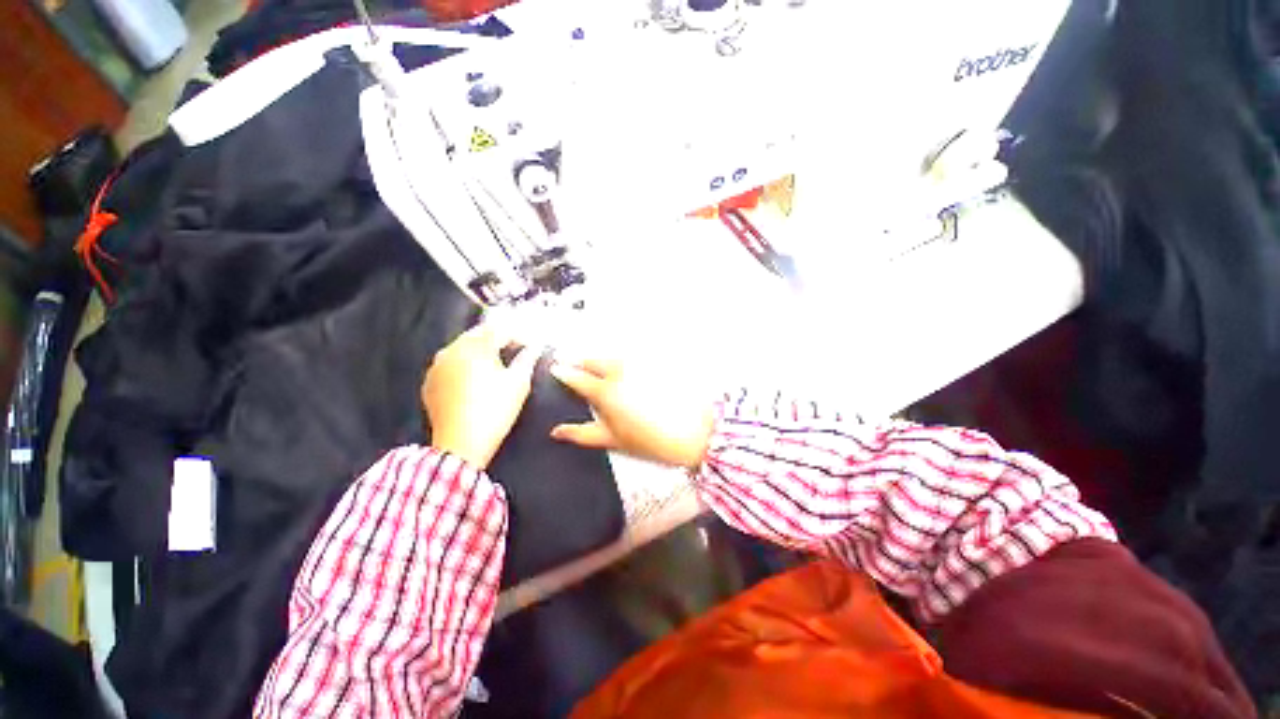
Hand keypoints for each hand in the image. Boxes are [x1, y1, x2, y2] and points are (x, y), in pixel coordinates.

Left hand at [422, 324, 538, 468]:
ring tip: (499, 360)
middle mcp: (452, 350)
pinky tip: (477, 375)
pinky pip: (451, 363)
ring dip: (481, 348)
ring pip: (463, 347)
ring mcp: (437, 366)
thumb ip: (527, 359)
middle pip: (479, 334)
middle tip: (517, 347)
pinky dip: (466, 363)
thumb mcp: (519, 383)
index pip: (500, 330)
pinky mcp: (430, 382)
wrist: (461, 445)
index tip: (532, 343)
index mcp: (475, 347)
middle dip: (499, 337)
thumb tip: (534, 347)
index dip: (520, 334)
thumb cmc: (495, 410)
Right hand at [549, 358, 715, 469]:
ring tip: (596, 370)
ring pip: (612, 357)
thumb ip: (582, 434)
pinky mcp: (654, 363)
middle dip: (581, 361)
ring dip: (600, 360)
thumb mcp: (613, 440)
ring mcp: (639, 364)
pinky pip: (631, 358)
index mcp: (606, 391)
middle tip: (573, 365)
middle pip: (594, 360)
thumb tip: (556, 431)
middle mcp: (620, 371)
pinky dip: (621, 362)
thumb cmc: (651, 441)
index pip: (577, 377)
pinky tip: (623, 373)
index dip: (563, 372)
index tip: (555, 369)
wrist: (695, 432)